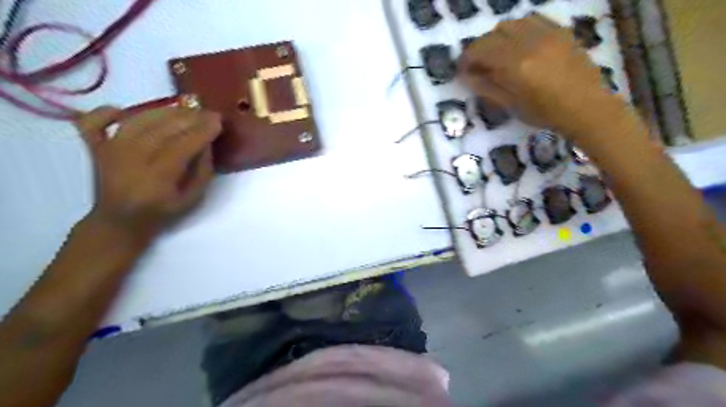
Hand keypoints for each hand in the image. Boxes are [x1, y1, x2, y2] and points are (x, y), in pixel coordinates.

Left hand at [73, 106, 222, 242]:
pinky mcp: (95, 148)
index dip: (202, 131)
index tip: (218, 121)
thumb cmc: (162, 212)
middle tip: (207, 112)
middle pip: (162, 129)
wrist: (119, 222)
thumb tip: (206, 143)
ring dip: (164, 111)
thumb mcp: (193, 198)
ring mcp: (110, 151)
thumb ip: (202, 170)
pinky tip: (122, 110)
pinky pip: (93, 122)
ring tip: (185, 109)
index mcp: (158, 177)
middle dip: (189, 117)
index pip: (183, 145)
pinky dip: (105, 111)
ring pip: (137, 121)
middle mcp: (132, 159)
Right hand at [459, 15, 624, 136]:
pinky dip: (519, 30)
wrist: (586, 107)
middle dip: (481, 48)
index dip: (467, 59)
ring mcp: (547, 33)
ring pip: (512, 23)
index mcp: (515, 64)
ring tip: (500, 55)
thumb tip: (466, 75)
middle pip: (494, 33)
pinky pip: (532, 20)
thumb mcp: (510, 105)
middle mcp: (529, 42)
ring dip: (499, 37)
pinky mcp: (560, 31)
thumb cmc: (544, 113)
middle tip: (480, 66)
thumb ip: (486, 87)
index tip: (463, 70)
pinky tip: (520, 45)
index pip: (480, 49)